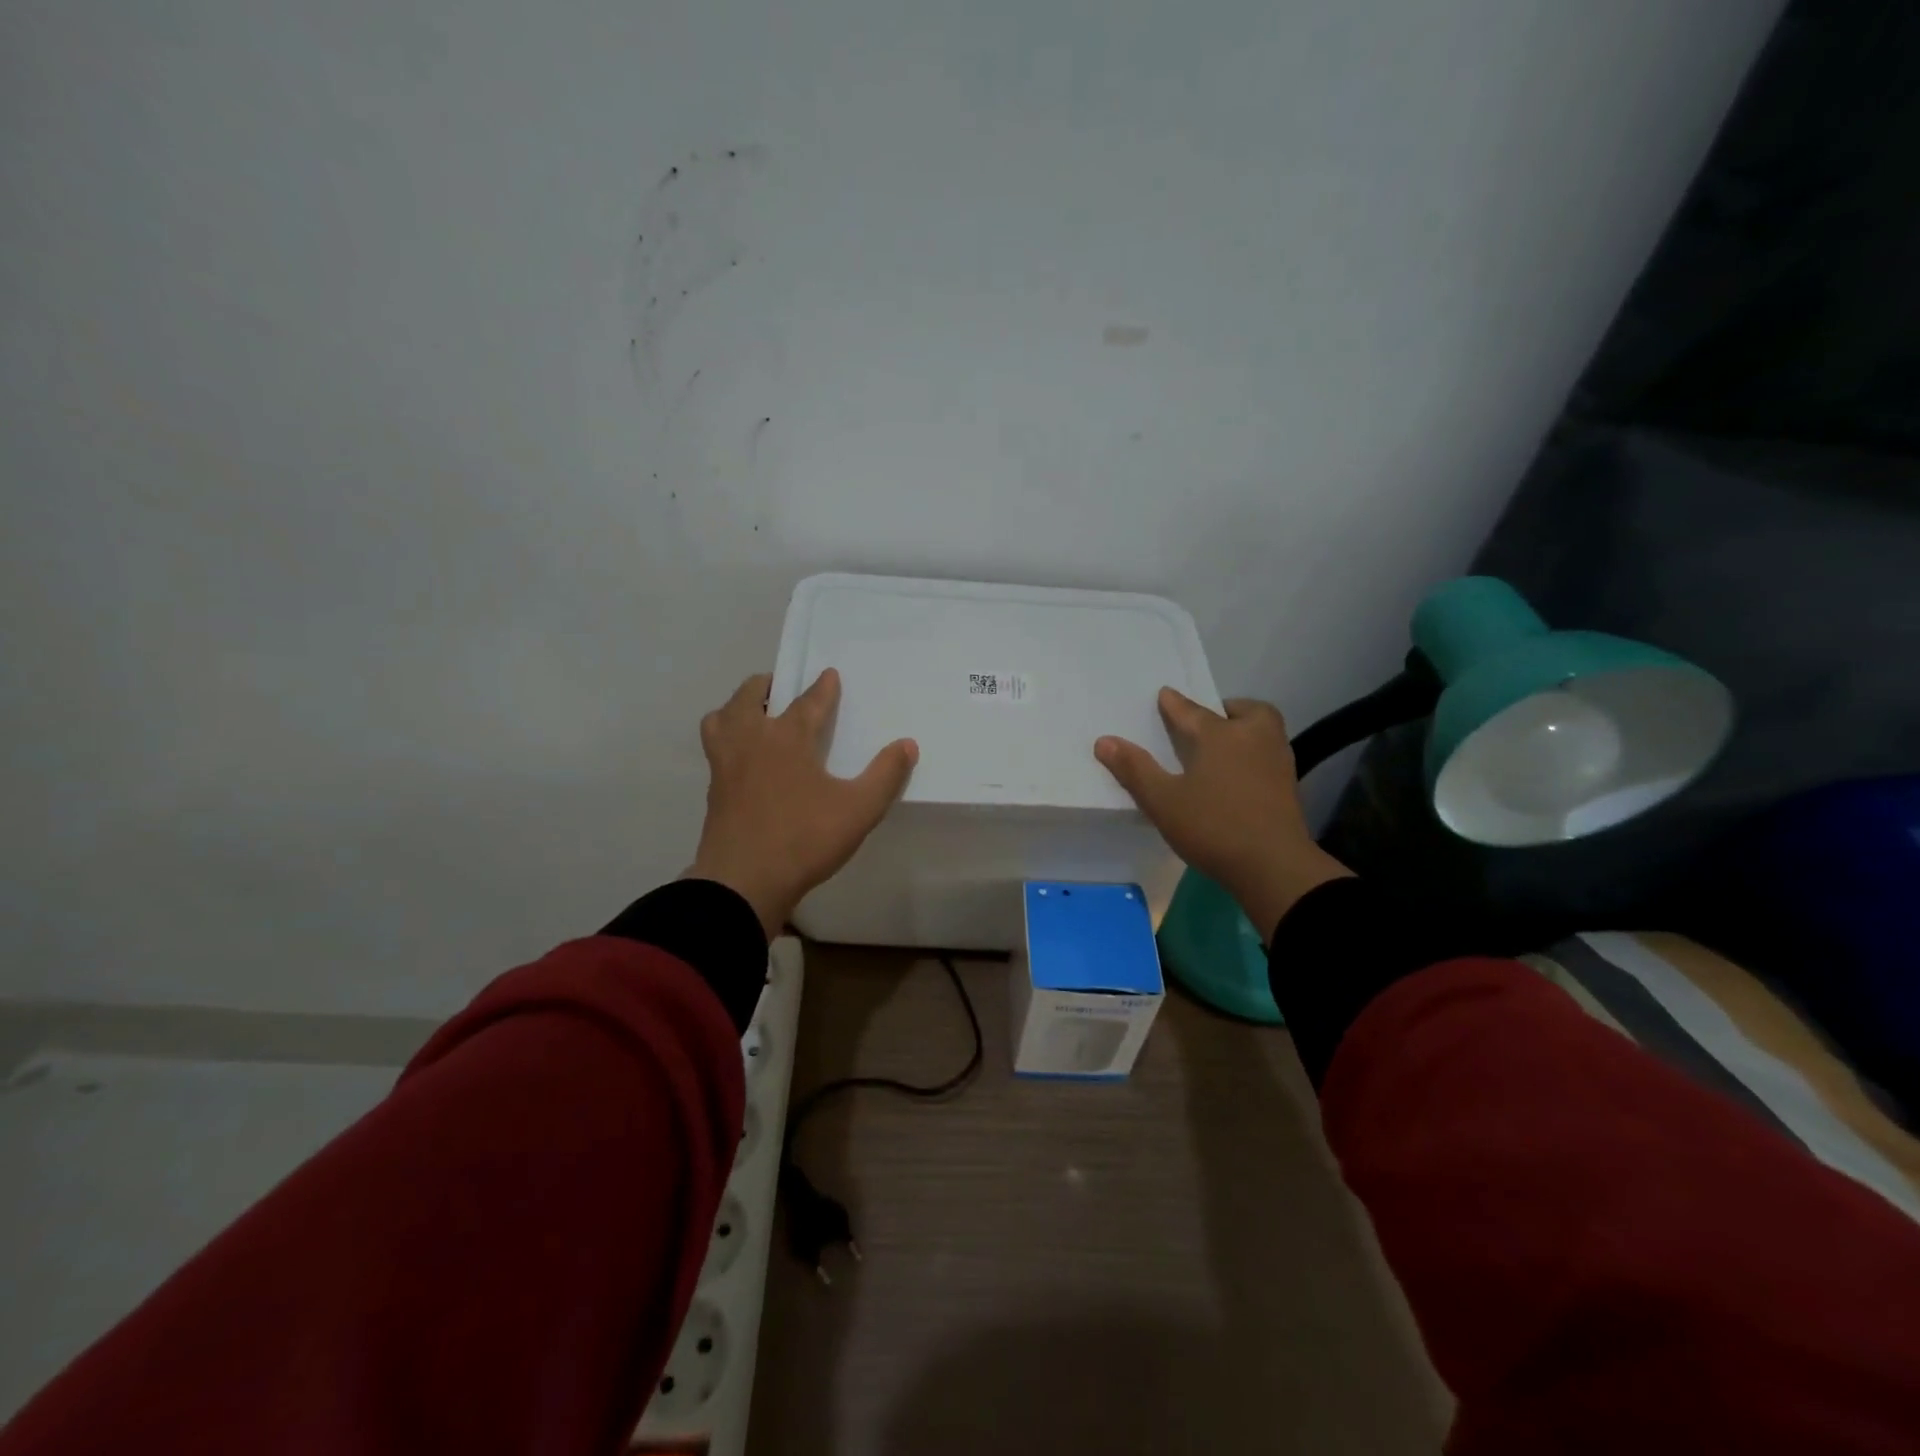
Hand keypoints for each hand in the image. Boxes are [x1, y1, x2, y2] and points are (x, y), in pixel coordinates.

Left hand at [687, 669, 917, 939]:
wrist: (743, 882)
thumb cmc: (804, 839)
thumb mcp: (859, 810)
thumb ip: (885, 775)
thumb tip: (907, 744)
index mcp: (787, 738)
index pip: (808, 702)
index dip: (822, 688)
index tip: (829, 675)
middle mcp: (751, 741)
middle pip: (749, 697)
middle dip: (766, 685)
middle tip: (780, 687)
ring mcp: (726, 765)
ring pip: (721, 719)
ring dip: (737, 709)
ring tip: (752, 716)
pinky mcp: (714, 790)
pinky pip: (715, 748)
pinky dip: (726, 739)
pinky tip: (743, 758)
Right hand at [1096, 689, 1351, 939]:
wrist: (1273, 866)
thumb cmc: (1213, 827)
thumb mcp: (1162, 801)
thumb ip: (1134, 769)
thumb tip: (1104, 741)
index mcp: (1219, 735)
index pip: (1190, 711)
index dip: (1173, 703)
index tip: (1165, 695)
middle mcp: (1253, 738)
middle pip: (1245, 710)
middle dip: (1226, 709)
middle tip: (1209, 721)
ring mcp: (1277, 761)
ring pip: (1264, 730)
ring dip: (1246, 728)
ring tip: (1225, 744)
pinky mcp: (1289, 785)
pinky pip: (1270, 753)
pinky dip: (1256, 753)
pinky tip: (1241, 773)